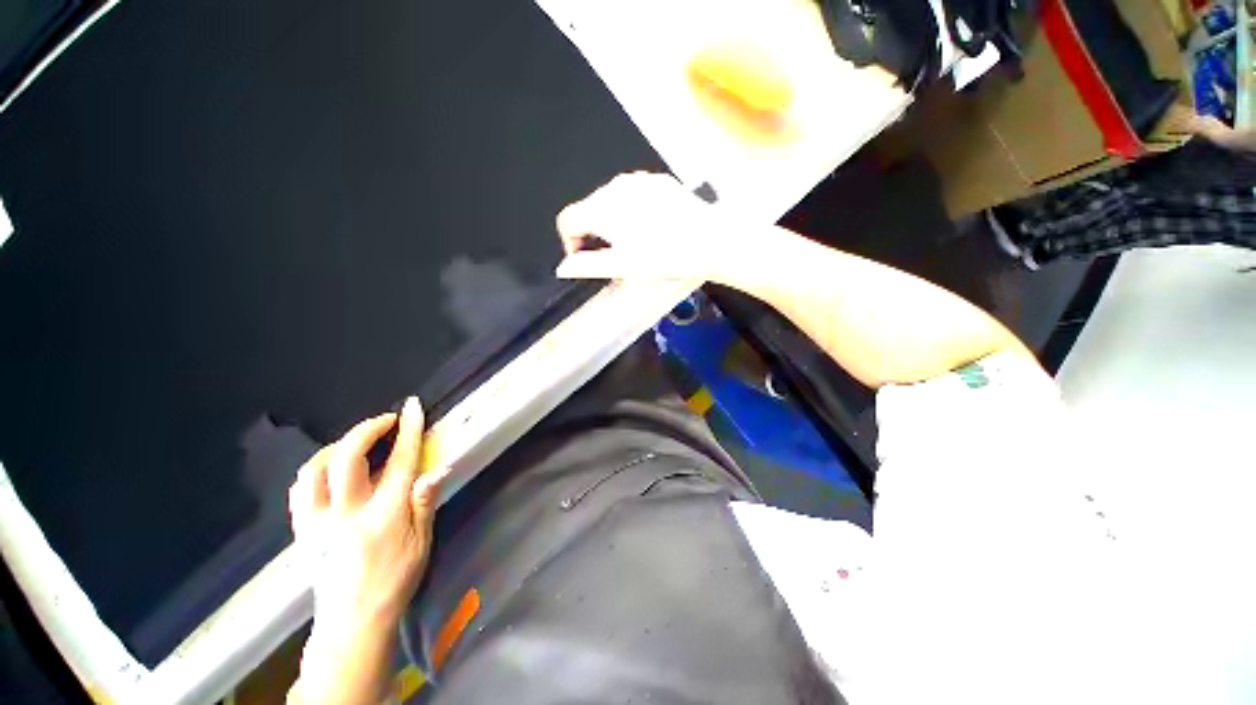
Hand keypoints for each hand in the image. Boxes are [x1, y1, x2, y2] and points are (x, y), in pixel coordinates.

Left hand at [287, 397, 443, 703]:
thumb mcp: (422, 544)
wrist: (352, 623)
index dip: (408, 430)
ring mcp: (317, 523)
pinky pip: (300, 489)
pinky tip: (329, 469)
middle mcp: (346, 514)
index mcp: (383, 516)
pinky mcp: (302, 531)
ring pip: (314, 470)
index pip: (399, 462)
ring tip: (355, 443)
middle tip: (386, 421)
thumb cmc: (395, 581)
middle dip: (367, 429)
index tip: (413, 407)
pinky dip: (315, 469)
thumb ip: (425, 503)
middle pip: (347, 457)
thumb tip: (438, 468)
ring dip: (336, 446)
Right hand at [555, 172, 761, 282]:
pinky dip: (632, 211)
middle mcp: (616, 186)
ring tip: (633, 243)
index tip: (584, 260)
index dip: (570, 242)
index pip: (568, 219)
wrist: (710, 241)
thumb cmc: (663, 257)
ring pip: (612, 200)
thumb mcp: (623, 266)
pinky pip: (634, 195)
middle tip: (611, 257)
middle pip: (589, 208)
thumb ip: (588, 266)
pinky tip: (651, 228)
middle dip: (592, 233)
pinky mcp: (659, 181)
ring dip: (612, 222)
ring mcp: (639, 180)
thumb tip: (563, 268)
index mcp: (602, 207)